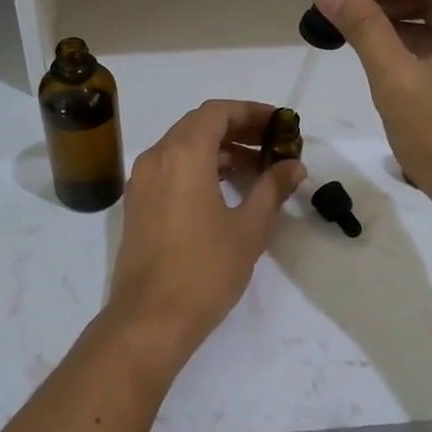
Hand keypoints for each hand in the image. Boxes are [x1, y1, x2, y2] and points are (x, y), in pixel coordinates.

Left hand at [104, 100, 306, 366]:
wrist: (150, 319)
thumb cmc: (205, 270)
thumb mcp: (249, 228)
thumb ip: (272, 189)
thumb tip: (294, 166)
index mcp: (183, 155)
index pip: (217, 112)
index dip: (251, 112)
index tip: (279, 125)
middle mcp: (156, 158)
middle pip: (198, 125)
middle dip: (237, 130)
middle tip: (272, 145)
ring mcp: (141, 181)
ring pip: (182, 147)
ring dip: (218, 150)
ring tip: (256, 171)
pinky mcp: (137, 204)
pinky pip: (170, 168)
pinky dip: (198, 168)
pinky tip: (225, 190)